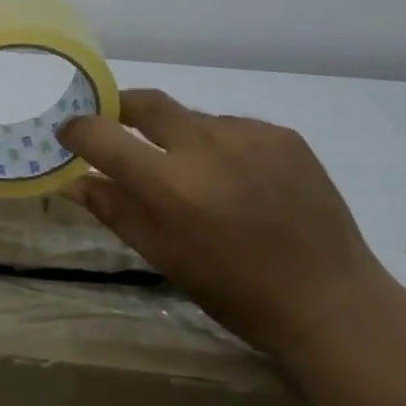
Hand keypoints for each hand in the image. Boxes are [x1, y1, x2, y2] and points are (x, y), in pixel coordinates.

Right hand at [58, 90, 389, 357]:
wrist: (335, 303)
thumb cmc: (239, 294)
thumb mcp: (166, 258)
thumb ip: (116, 210)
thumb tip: (74, 179)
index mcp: (172, 185)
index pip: (103, 135)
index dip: (79, 129)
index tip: (70, 132)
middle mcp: (207, 146)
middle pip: (147, 103)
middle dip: (121, 107)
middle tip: (114, 124)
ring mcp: (250, 135)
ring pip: (193, 118)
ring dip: (179, 135)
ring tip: (196, 174)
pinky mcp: (283, 135)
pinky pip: (233, 127)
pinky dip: (222, 145)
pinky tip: (239, 179)